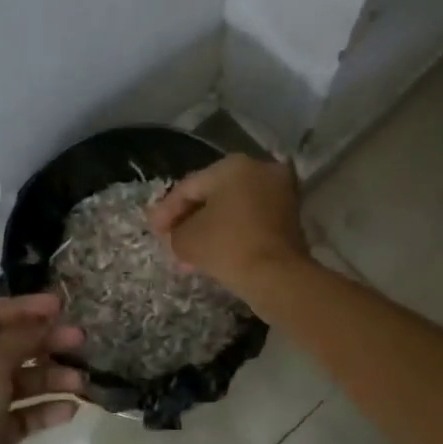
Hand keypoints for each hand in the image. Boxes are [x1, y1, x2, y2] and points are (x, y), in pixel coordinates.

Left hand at [0, 293, 86, 443]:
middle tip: (81, 341)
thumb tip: (44, 320)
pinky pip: (22, 414)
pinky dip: (44, 409)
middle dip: (45, 342)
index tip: (62, 306)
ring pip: (18, 381)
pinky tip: (70, 410)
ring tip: (81, 382)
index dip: (26, 308)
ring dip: (51, 377)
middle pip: (8, 346)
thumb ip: (20, 337)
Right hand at [147, 155, 309, 299]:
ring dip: (208, 230)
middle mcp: (260, 171)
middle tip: (169, 240)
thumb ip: (174, 231)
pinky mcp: (290, 218)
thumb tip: (177, 235)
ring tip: (187, 255)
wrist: (278, 277)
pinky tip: (212, 255)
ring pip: (232, 210)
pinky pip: (250, 221)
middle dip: (188, 220)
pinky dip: (230, 234)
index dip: (166, 210)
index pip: (189, 187)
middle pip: (212, 196)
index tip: (153, 230)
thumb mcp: (186, 239)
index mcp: (233, 166)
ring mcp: (279, 193)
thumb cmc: (228, 246)